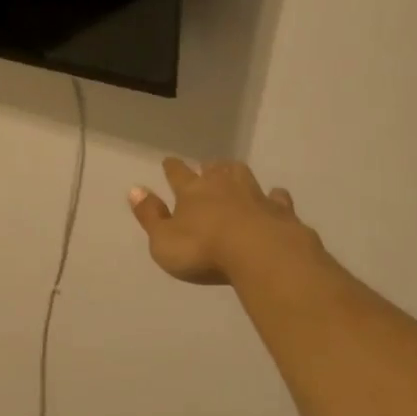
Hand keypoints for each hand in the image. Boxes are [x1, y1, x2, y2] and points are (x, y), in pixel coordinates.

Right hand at [129, 158, 320, 286]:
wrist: (260, 254)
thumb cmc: (203, 250)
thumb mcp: (163, 240)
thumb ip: (150, 216)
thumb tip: (135, 190)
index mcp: (191, 192)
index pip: (178, 174)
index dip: (172, 168)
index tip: (169, 161)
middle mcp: (223, 186)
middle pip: (214, 169)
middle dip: (208, 167)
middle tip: (206, 167)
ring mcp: (255, 196)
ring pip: (244, 175)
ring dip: (236, 173)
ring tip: (234, 173)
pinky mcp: (281, 211)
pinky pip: (277, 198)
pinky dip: (274, 197)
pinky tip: (275, 197)